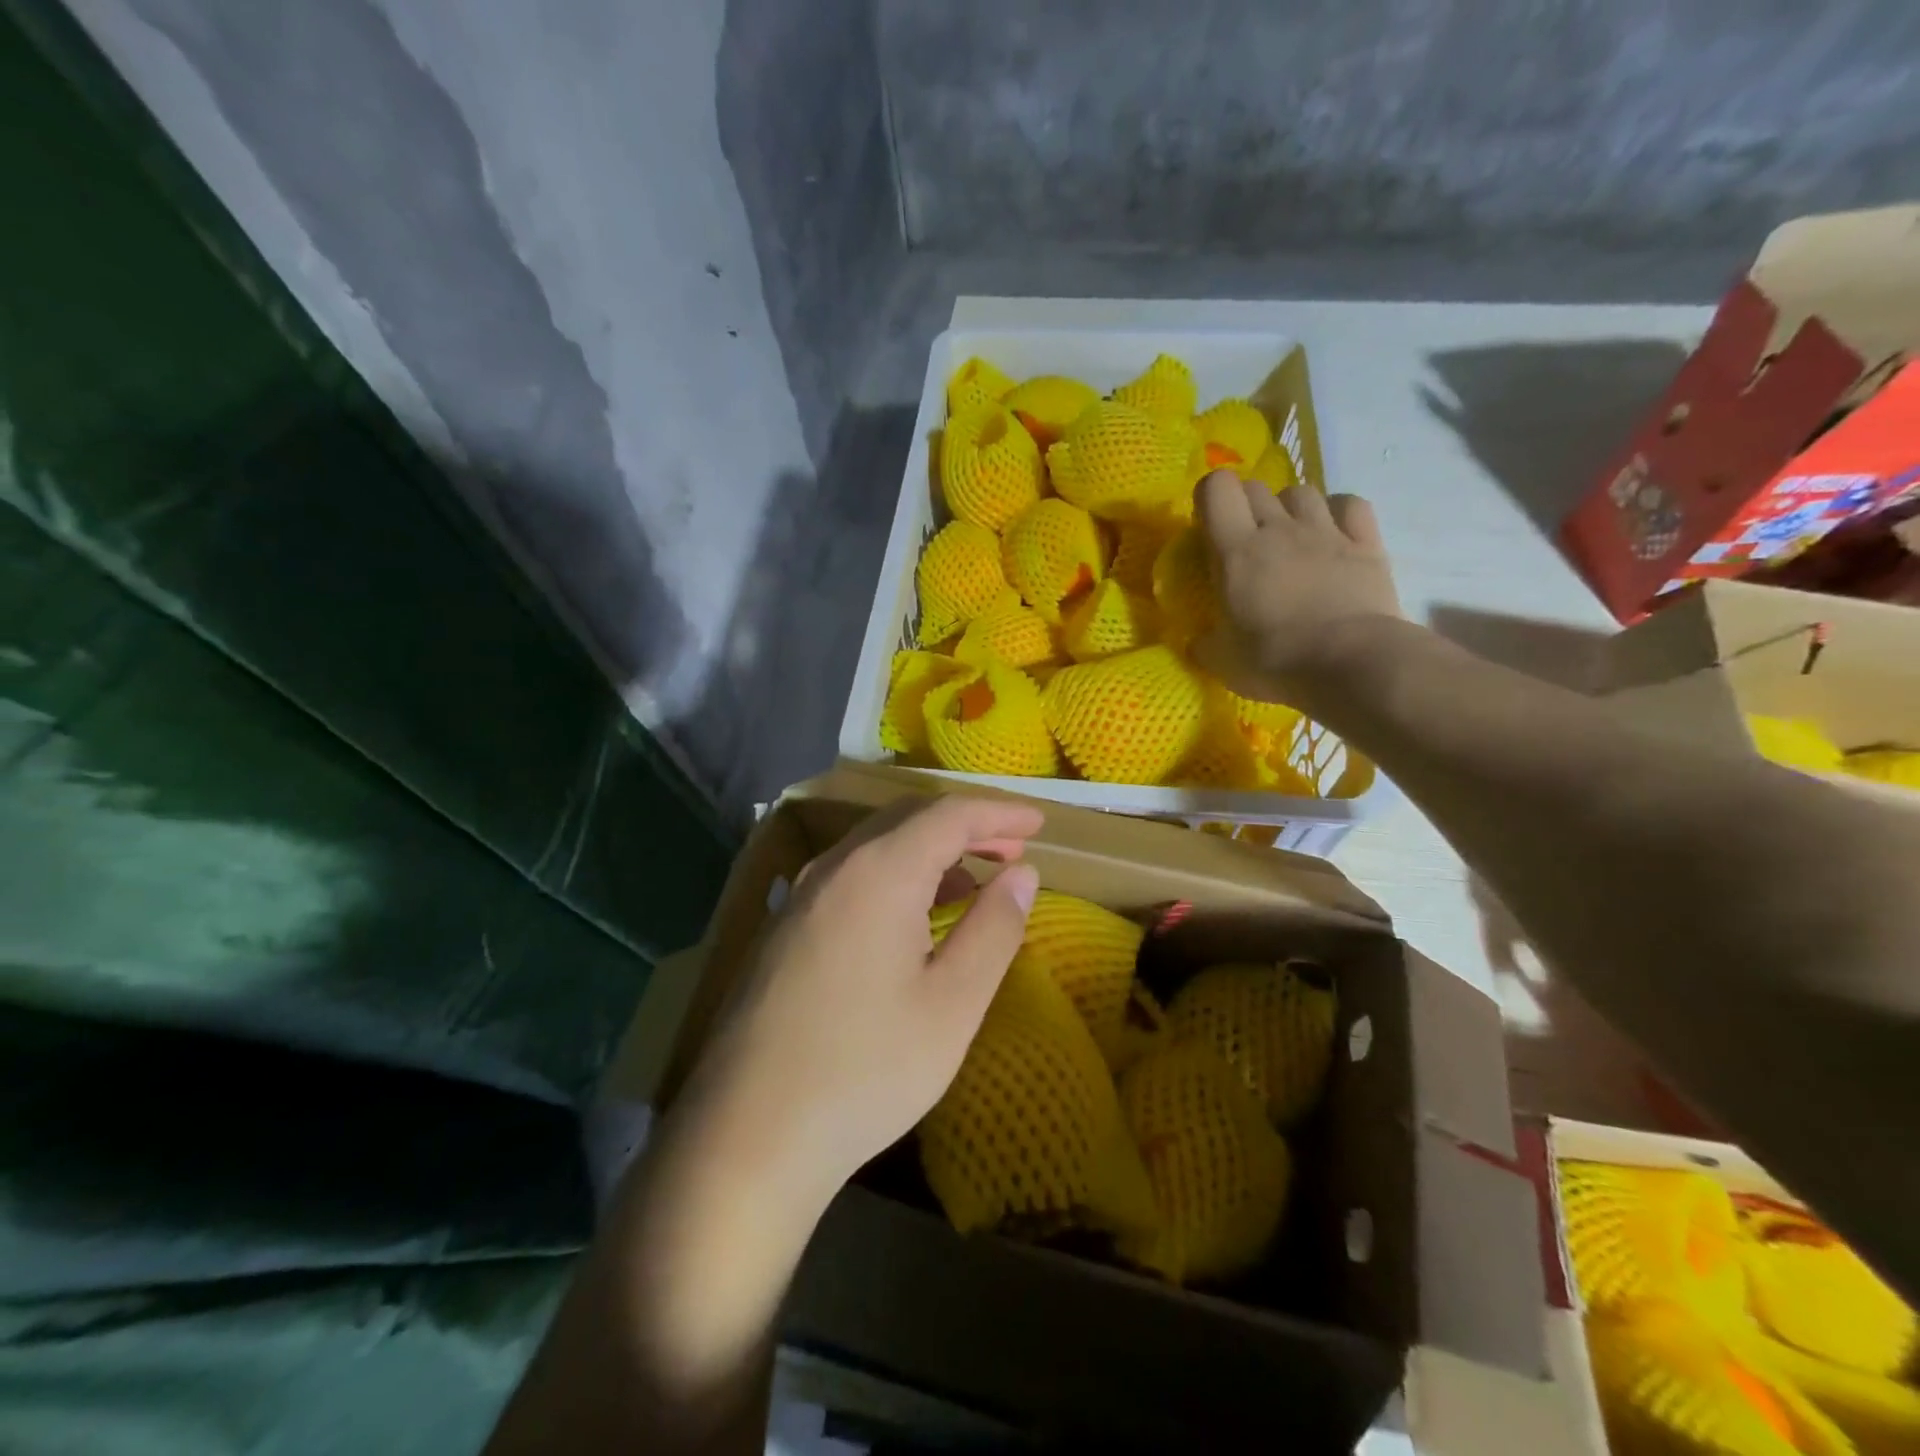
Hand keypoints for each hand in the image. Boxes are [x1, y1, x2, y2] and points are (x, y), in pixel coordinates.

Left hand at [671, 796, 1043, 1218]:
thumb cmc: (866, 1069)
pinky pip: (852, 876)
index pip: (949, 814)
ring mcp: (800, 895)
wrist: (746, 1136)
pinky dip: (896, 876)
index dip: (999, 812)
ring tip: (973, 881)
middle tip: (1014, 850)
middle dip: (967, 827)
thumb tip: (1022, 876)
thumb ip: (993, 929)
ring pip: (877, 846)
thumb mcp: (953, 1004)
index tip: (1039, 823)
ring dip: (930, 851)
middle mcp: (835, 867)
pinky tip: (914, 915)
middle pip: (909, 819)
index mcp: (879, 872)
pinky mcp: (784, 928)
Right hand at [1194, 470, 1401, 702]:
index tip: (1207, 525)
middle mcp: (1279, 529)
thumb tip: (1199, 642)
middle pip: (1256, 488)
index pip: (1217, 489)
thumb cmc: (1276, 662)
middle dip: (1244, 506)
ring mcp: (1326, 532)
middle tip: (1244, 540)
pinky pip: (1349, 505)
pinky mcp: (1366, 544)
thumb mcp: (1223, 662)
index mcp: (1236, 552)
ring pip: (1301, 492)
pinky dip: (1337, 511)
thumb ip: (1206, 644)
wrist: (1352, 664)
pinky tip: (1332, 532)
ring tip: (1288, 537)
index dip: (1209, 496)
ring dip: (1288, 508)